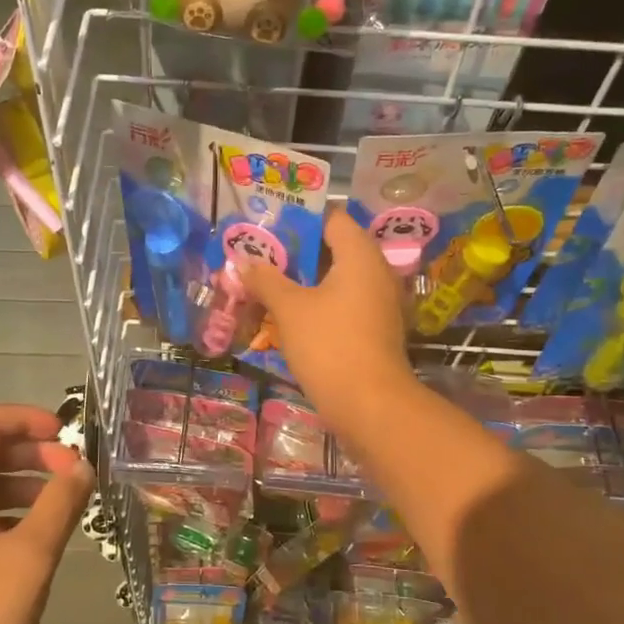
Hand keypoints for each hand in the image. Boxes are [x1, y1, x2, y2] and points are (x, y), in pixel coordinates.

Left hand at [0, 405, 93, 623]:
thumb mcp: (31, 557)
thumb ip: (60, 503)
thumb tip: (81, 467)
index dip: (27, 418)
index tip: (68, 438)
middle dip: (30, 454)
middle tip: (72, 476)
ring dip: (18, 486)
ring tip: (59, 510)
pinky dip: (0, 515)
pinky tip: (28, 547)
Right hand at [242, 209, 414, 433]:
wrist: (370, 405)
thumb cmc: (329, 345)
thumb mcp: (289, 309)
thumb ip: (266, 280)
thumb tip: (245, 262)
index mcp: (360, 254)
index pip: (331, 218)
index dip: (298, 219)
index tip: (267, 227)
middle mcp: (376, 271)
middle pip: (333, 248)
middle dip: (296, 252)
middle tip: (260, 257)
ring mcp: (379, 302)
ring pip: (337, 279)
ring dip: (304, 280)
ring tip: (267, 284)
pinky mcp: (375, 329)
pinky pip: (343, 303)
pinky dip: (318, 303)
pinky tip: (289, 315)